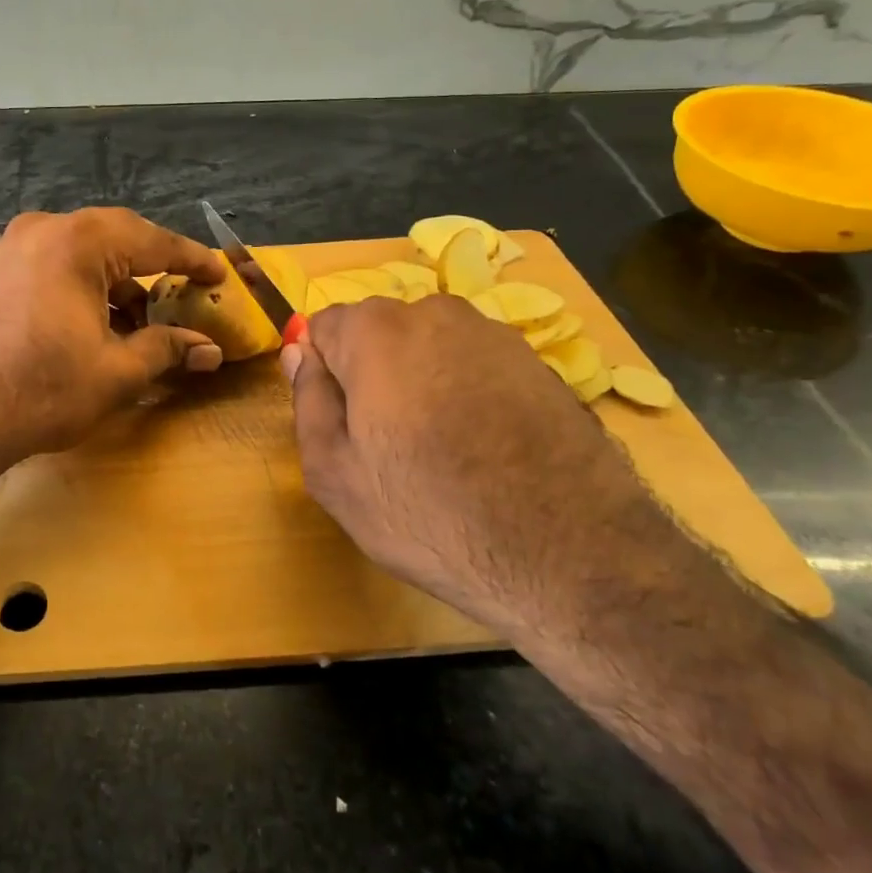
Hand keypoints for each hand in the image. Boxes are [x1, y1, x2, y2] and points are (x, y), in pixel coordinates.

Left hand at [0, 208, 226, 467]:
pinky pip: (52, 266)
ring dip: (114, 283)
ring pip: (80, 254)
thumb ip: (167, 350)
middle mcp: (42, 230)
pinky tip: (92, 325)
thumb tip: (210, 349)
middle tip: (182, 293)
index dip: (191, 258)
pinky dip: (81, 288)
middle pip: (114, 239)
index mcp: (77, 242)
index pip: (151, 241)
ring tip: (137, 325)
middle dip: (150, 268)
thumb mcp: (117, 372)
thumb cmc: (41, 389)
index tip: (219, 272)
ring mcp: (10, 249)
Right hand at [281, 294, 655, 637]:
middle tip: (385, 444)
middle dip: (371, 374)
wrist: (572, 558)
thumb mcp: (334, 473)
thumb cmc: (430, 516)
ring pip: (428, 348)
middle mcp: (435, 314)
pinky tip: (484, 450)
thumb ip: (307, 400)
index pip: (323, 327)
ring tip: (440, 450)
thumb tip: (299, 353)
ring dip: (420, 382)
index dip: (324, 375)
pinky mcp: (540, 363)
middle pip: (377, 334)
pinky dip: (467, 393)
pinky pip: (475, 366)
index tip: (340, 423)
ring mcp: (495, 335)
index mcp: (376, 332)